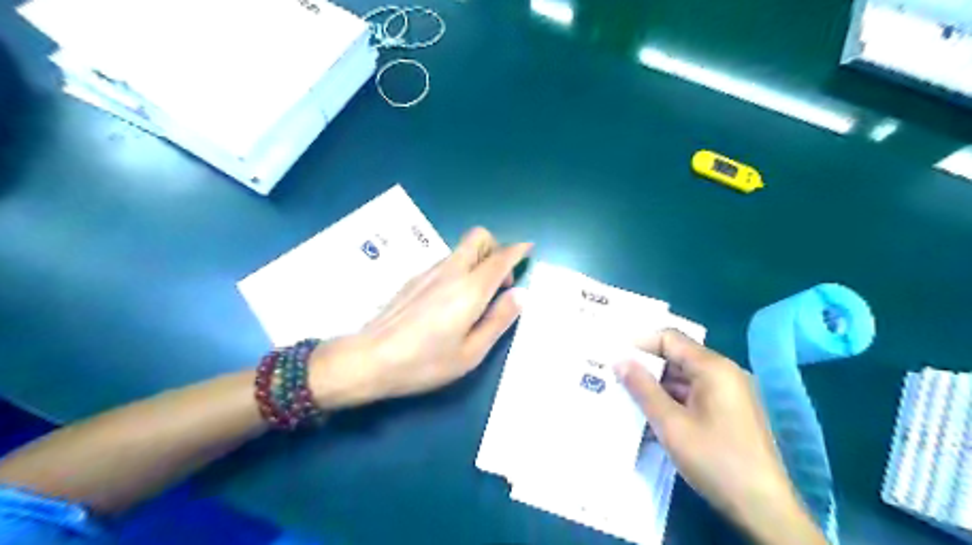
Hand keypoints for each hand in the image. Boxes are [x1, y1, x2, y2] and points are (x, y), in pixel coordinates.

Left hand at [310, 227, 529, 410]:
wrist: (369, 359)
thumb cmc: (425, 362)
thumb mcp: (471, 352)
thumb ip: (498, 320)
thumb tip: (520, 294)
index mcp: (470, 289)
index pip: (500, 257)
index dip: (518, 250)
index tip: (528, 249)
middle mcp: (451, 271)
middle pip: (478, 237)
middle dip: (496, 248)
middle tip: (499, 282)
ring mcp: (429, 272)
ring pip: (461, 250)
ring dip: (478, 261)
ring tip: (477, 298)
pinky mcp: (414, 279)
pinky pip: (446, 262)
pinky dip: (460, 270)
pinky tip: (452, 302)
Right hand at [615, 327, 826, 544]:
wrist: (763, 508)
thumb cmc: (715, 460)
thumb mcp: (670, 424)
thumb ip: (643, 389)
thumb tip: (620, 361)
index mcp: (713, 368)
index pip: (670, 339)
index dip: (640, 344)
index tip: (614, 356)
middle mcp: (725, 373)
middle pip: (678, 357)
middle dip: (647, 367)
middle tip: (616, 377)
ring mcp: (730, 393)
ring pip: (685, 378)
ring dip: (658, 386)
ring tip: (628, 397)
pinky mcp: (731, 412)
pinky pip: (695, 395)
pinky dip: (673, 400)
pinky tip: (652, 416)